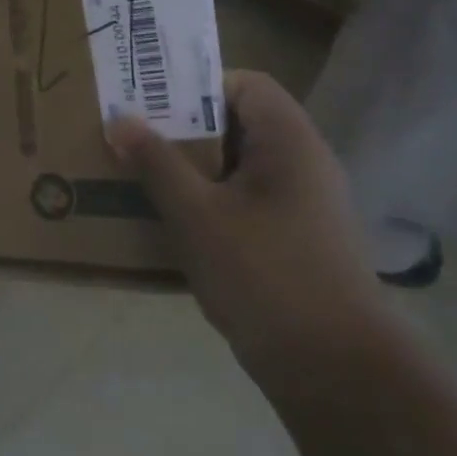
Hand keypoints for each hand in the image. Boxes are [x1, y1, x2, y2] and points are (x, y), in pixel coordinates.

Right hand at [107, 70, 387, 378]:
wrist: (336, 372)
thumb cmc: (264, 275)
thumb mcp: (196, 214)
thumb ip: (156, 162)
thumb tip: (120, 119)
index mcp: (288, 142)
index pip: (245, 83)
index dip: (198, 85)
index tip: (152, 103)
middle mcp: (302, 164)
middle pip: (238, 123)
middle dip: (184, 128)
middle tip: (134, 137)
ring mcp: (303, 205)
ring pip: (238, 166)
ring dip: (192, 167)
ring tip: (142, 176)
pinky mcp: (296, 241)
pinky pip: (246, 201)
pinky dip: (210, 201)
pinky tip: (174, 223)